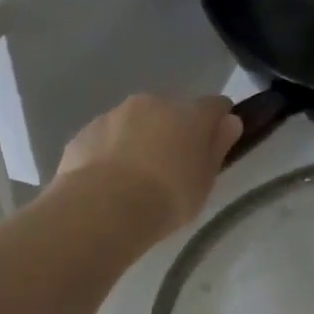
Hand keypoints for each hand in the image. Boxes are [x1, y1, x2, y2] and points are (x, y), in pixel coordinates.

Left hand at [55, 94, 241, 235]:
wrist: (102, 209)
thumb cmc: (167, 197)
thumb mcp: (205, 181)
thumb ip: (217, 147)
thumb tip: (230, 122)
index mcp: (189, 114)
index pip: (214, 106)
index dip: (218, 121)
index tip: (216, 144)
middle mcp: (152, 104)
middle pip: (171, 112)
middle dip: (173, 132)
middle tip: (172, 169)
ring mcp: (114, 115)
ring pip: (134, 123)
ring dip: (139, 141)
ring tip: (134, 180)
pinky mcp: (84, 133)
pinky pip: (106, 139)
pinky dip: (110, 153)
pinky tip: (108, 183)